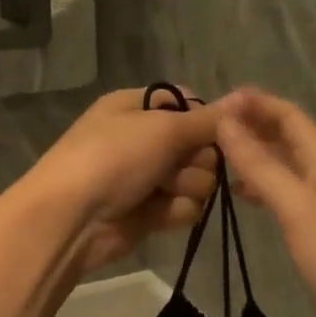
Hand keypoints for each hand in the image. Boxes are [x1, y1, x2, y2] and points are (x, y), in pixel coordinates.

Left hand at [24, 87, 221, 275]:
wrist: (72, 219)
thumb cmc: (113, 158)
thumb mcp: (163, 128)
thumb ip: (207, 120)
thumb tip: (243, 98)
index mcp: (138, 107)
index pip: (188, 104)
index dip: (207, 118)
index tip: (219, 130)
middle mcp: (144, 139)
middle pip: (200, 144)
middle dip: (197, 158)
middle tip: (178, 164)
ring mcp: (148, 178)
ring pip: (199, 179)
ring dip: (187, 186)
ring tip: (163, 191)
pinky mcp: (151, 212)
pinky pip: (186, 207)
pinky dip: (176, 211)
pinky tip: (158, 214)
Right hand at [217, 87, 315, 316]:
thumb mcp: (298, 206)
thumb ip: (261, 165)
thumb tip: (225, 122)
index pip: (289, 116)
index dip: (256, 103)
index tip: (215, 102)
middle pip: (286, 137)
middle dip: (251, 125)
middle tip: (206, 128)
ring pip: (282, 166)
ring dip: (252, 155)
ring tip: (213, 156)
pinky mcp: (314, 232)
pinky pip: (282, 196)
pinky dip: (259, 187)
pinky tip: (239, 195)